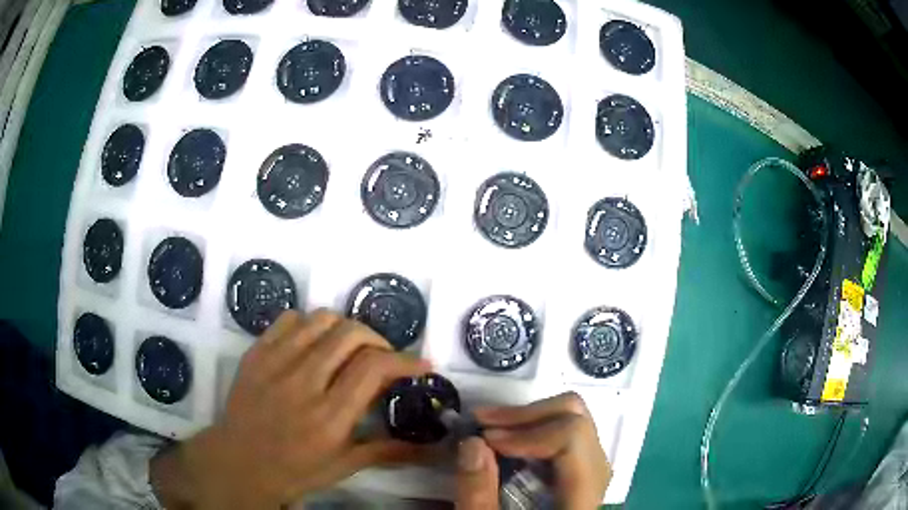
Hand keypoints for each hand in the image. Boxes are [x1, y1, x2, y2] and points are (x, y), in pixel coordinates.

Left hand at [150, 309, 430, 508]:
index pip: (374, 367)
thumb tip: (432, 447)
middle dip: (378, 340)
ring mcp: (275, 363)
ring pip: (321, 319)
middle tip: (383, 358)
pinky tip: (314, 344)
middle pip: (350, 334)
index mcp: (329, 417)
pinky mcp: (256, 353)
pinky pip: (289, 319)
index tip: (422, 364)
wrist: (238, 463)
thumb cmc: (295, 470)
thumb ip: (388, 451)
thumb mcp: (344, 466)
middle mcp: (303, 383)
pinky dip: (310, 325)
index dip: (405, 359)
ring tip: (350, 348)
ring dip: (346, 328)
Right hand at [455, 392, 610, 509]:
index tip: (486, 439)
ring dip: (531, 421)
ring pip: (577, 424)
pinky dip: (537, 432)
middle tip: (484, 425)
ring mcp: (591, 475)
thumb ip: (477, 493)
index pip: (573, 439)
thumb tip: (473, 441)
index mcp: (581, 500)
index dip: (528, 430)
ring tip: (492, 431)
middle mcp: (597, 480)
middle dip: (527, 416)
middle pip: (579, 421)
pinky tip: (509, 444)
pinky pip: (569, 438)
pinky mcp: (580, 475)